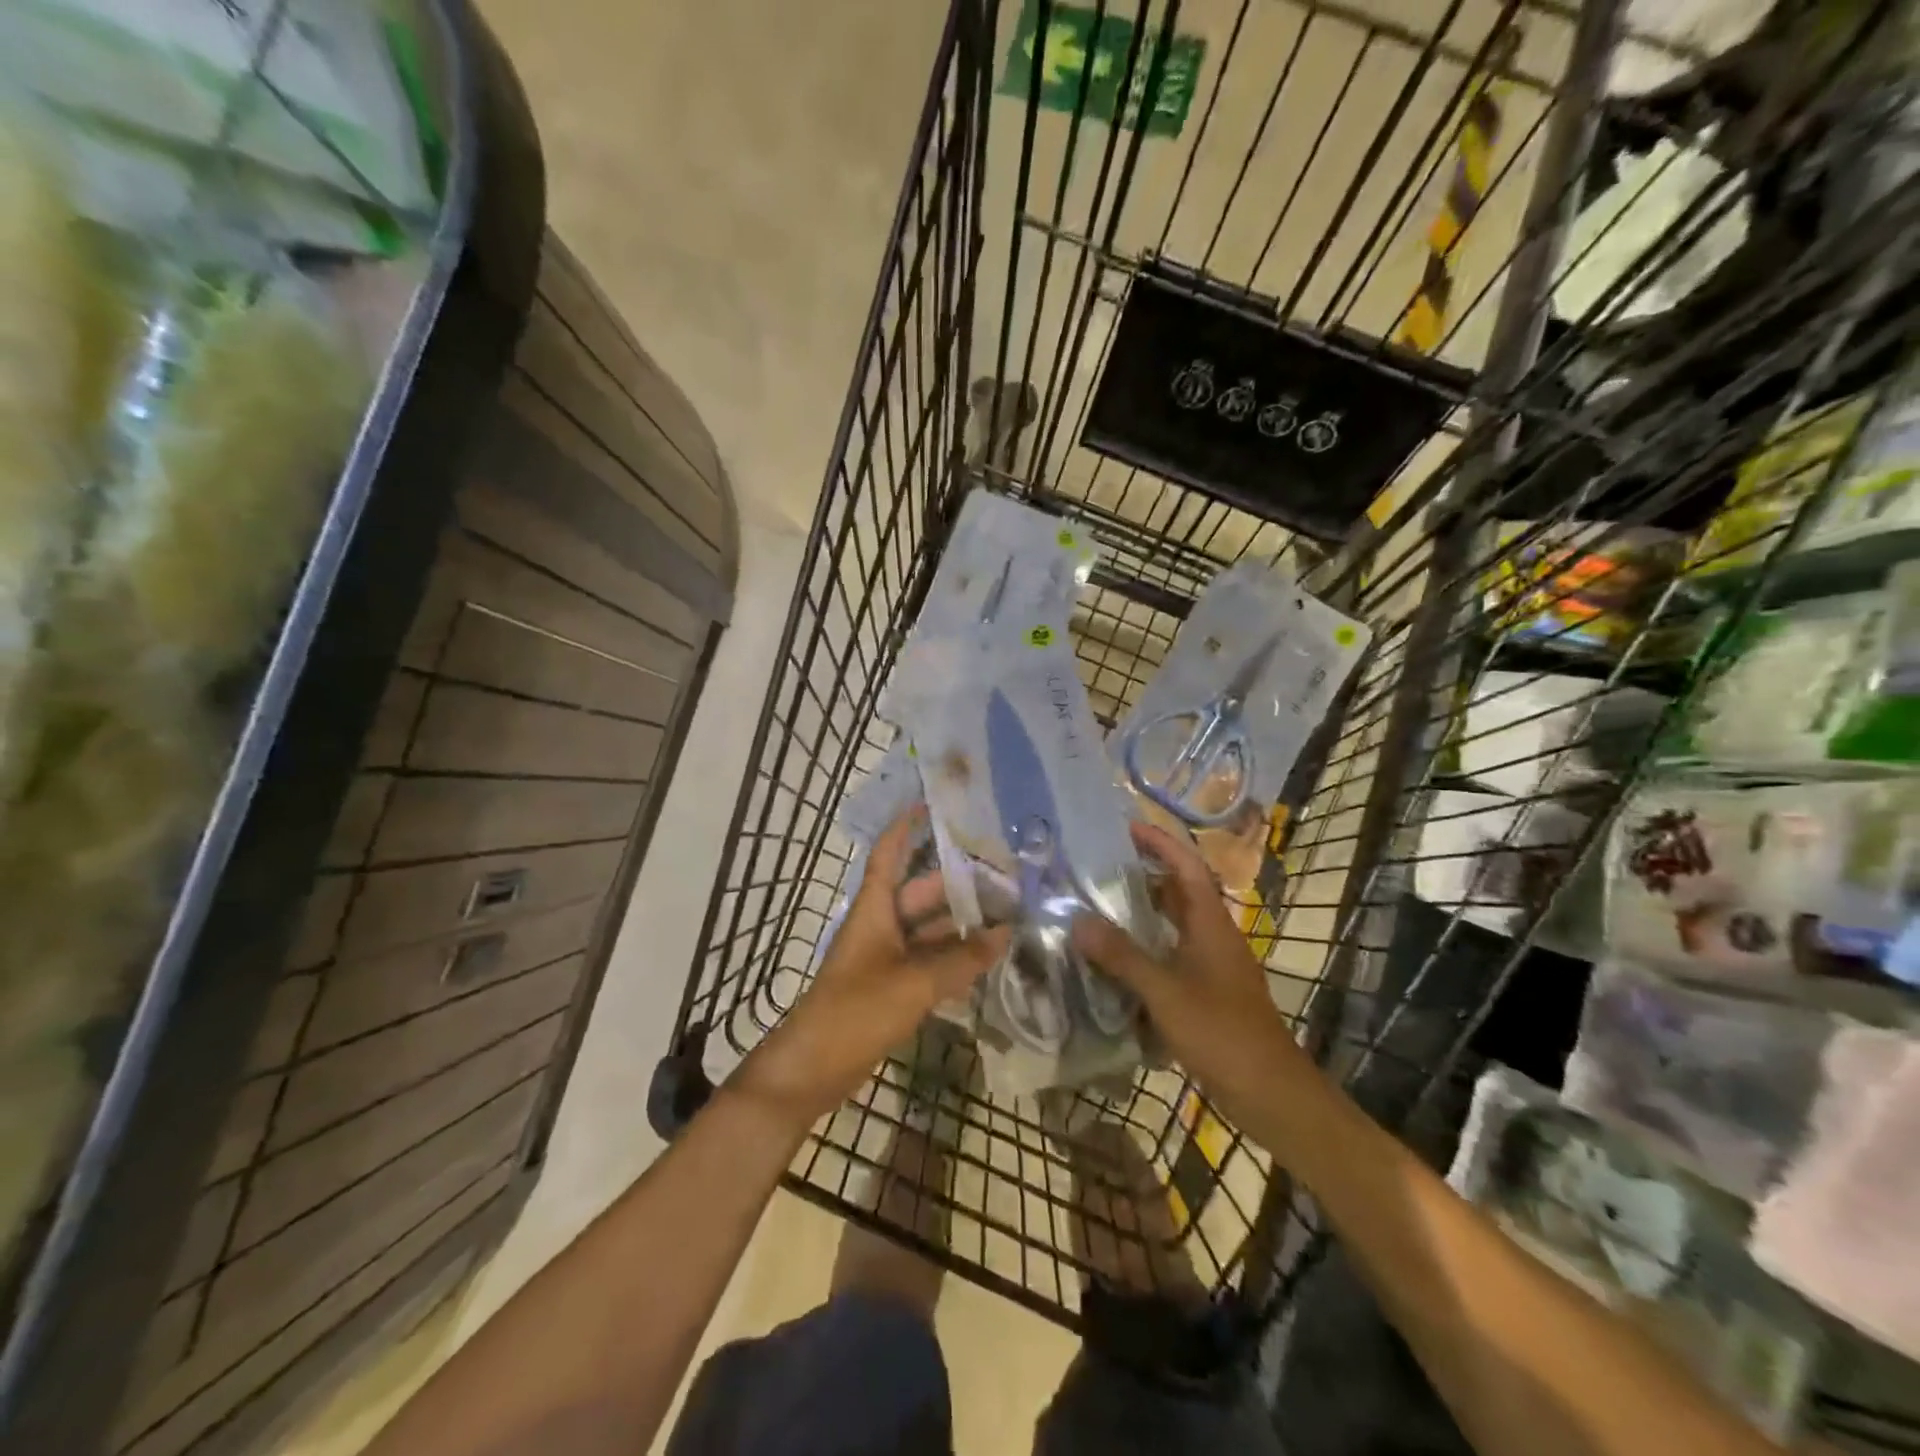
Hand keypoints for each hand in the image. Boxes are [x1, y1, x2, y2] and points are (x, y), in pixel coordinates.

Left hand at [735, 808, 1008, 1126]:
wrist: (813, 1067)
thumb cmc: (856, 1011)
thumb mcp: (914, 982)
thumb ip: (961, 959)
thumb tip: (1005, 933)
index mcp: (875, 910)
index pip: (889, 855)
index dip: (906, 827)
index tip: (931, 803)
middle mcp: (881, 926)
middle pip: (920, 893)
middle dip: (957, 883)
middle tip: (1003, 875)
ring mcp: (885, 958)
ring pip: (929, 930)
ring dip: (961, 924)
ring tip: (1006, 914)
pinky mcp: (891, 987)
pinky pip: (928, 961)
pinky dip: (954, 957)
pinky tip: (986, 959)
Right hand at [1073, 820, 1308, 1124]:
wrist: (1269, 1091)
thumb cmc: (1220, 1032)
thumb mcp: (1164, 991)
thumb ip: (1122, 956)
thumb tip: (1078, 920)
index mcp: (1211, 924)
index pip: (1187, 866)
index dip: (1160, 842)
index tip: (1126, 827)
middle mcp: (1214, 936)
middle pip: (1180, 892)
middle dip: (1144, 875)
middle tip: (1100, 868)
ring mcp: (1213, 965)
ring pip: (1175, 926)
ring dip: (1143, 914)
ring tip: (1100, 908)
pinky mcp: (1208, 992)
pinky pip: (1172, 956)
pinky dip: (1146, 950)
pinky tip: (1118, 963)